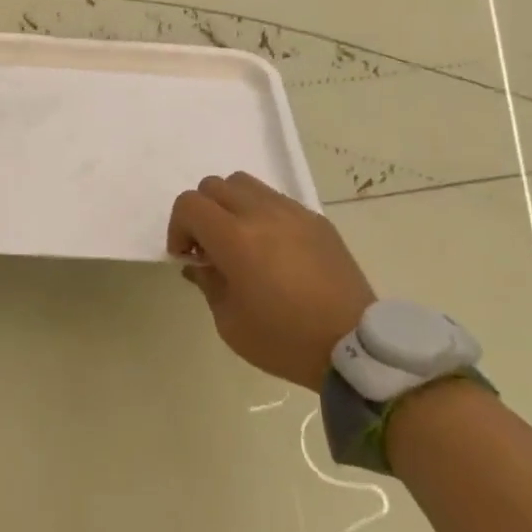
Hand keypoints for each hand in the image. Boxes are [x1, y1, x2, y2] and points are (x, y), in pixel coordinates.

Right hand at [168, 171, 375, 388]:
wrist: (354, 347)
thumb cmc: (284, 340)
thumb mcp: (229, 323)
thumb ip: (207, 282)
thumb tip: (200, 262)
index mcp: (235, 238)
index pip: (189, 204)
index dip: (178, 227)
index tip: (187, 257)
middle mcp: (261, 213)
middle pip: (214, 186)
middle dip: (202, 213)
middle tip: (210, 247)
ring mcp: (293, 212)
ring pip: (245, 184)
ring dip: (231, 206)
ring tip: (241, 241)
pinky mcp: (317, 220)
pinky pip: (277, 200)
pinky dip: (262, 214)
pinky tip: (274, 249)